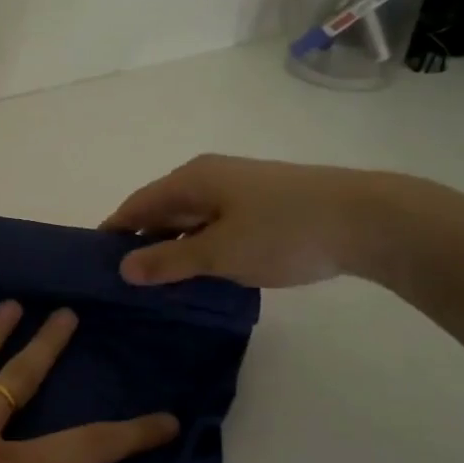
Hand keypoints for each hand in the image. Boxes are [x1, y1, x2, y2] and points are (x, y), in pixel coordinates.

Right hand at [102, 154, 412, 287]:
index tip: (95, 262)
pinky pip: (216, 225)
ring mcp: (239, 189)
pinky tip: (203, 273)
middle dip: (143, 242)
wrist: (368, 219)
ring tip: (160, 285)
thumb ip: (169, 261)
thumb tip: (122, 267)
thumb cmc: (283, 231)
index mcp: (192, 180)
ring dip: (174, 248)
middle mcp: (210, 176)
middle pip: (162, 210)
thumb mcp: (219, 252)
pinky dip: (202, 247)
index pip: (137, 205)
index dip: (115, 231)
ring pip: (191, 219)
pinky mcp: (263, 204)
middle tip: (126, 281)